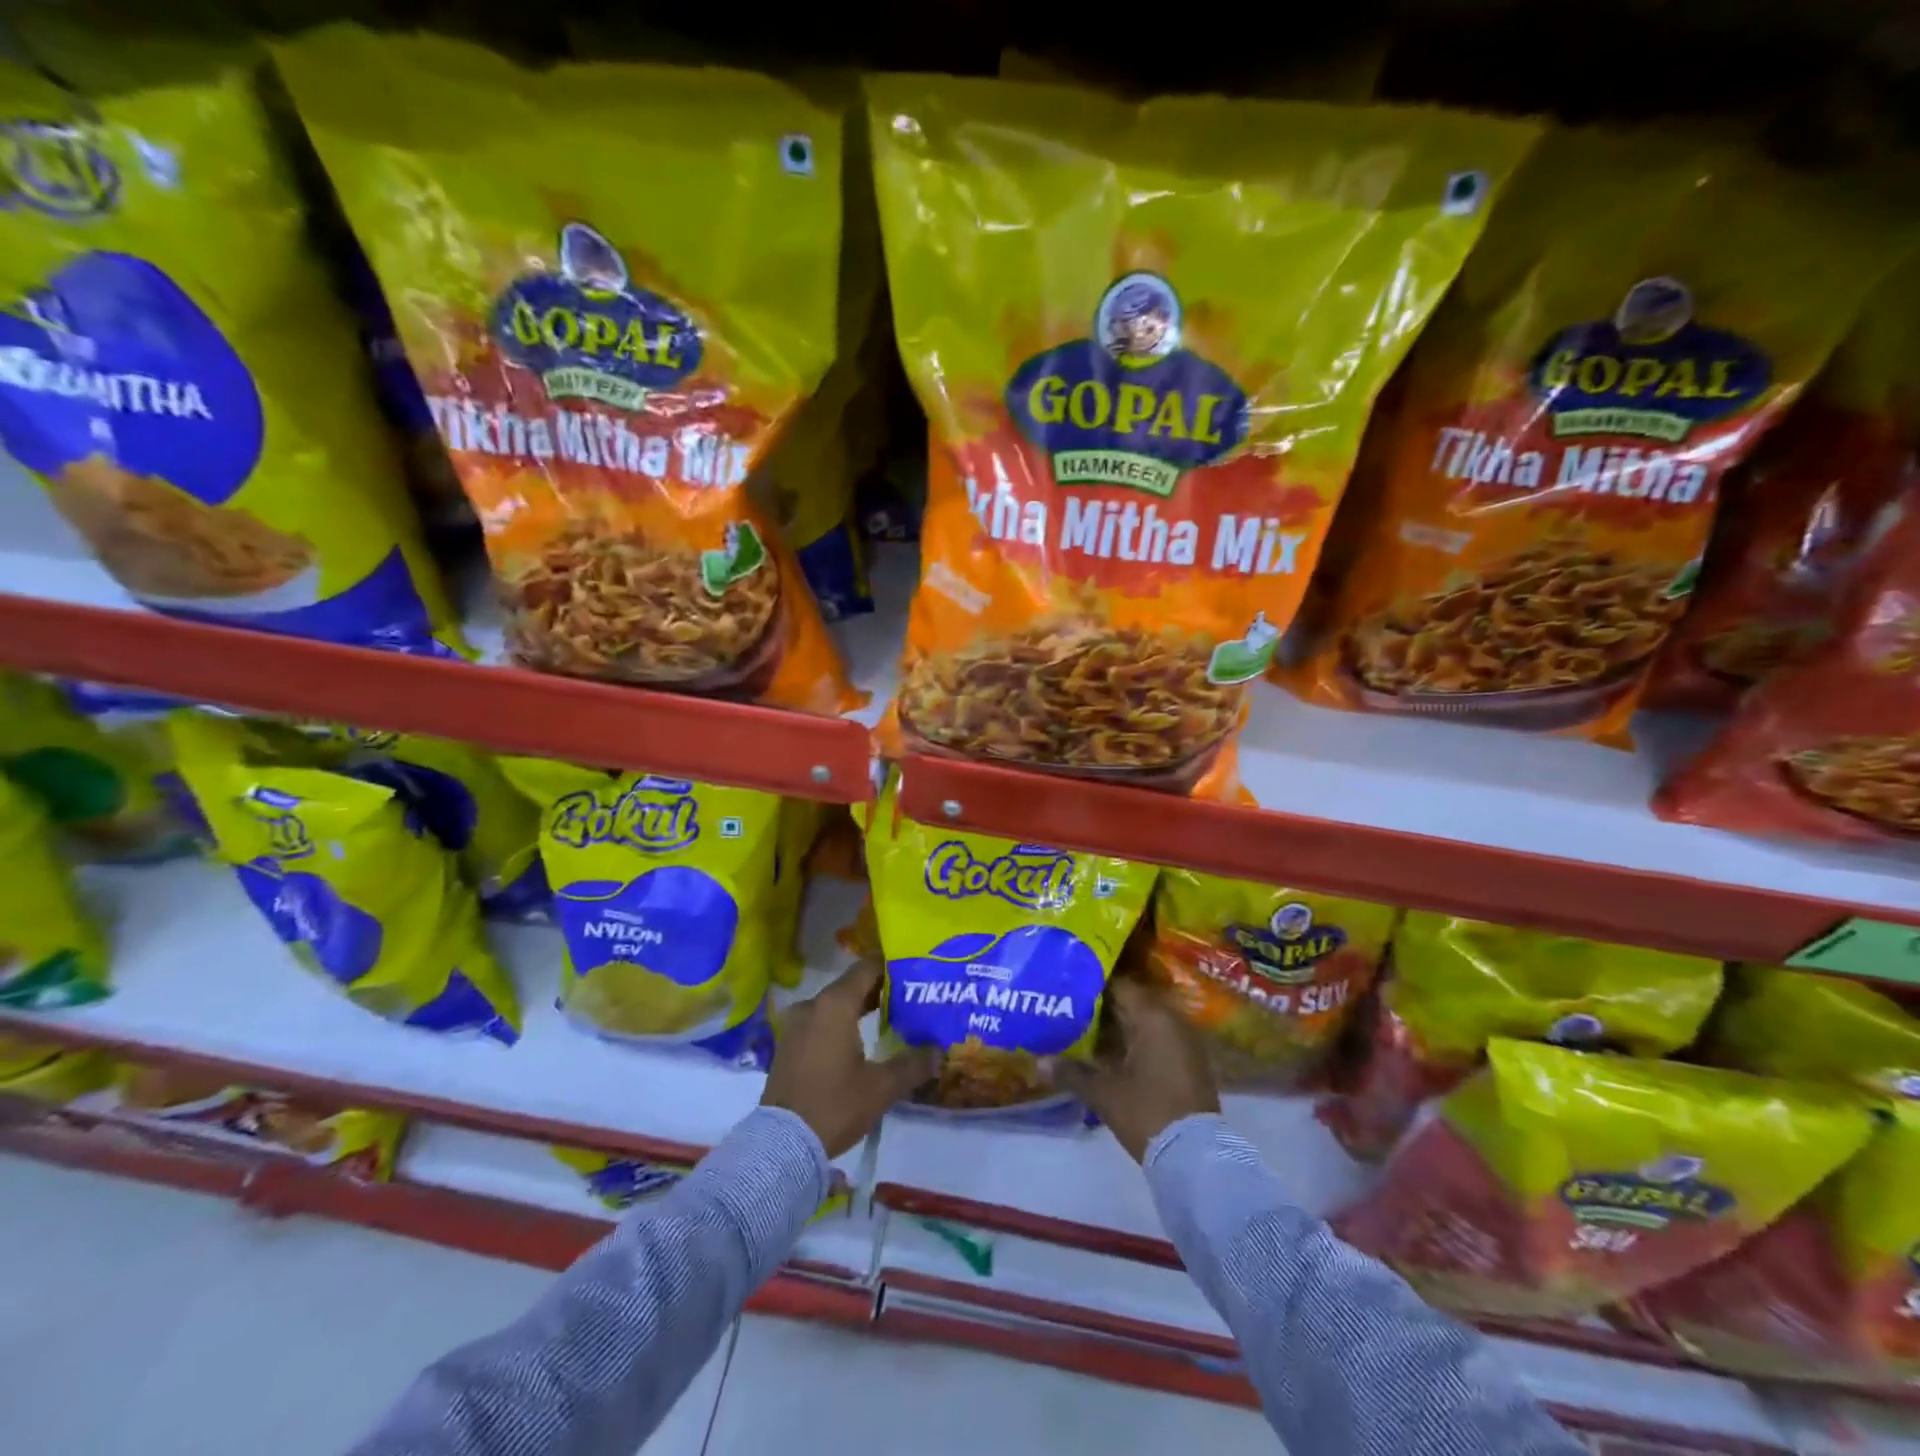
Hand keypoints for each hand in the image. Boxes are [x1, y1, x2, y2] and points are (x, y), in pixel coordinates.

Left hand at [762, 958, 939, 1157]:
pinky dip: (840, 1023)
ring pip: (835, 1005)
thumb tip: (939, 1052)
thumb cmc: (834, 1106)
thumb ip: (912, 1064)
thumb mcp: (881, 1088)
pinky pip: (820, 1021)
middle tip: (910, 997)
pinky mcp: (788, 1045)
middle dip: (880, 989)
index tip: (915, 971)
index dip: (892, 966)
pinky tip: (860, 1041)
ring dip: (859, 1008)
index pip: (868, 967)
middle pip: (851, 985)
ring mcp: (796, 1025)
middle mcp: (812, 1005)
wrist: (780, 1146)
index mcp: (835, 1004)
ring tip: (890, 1018)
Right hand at [1052, 978, 1219, 1162]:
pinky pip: (1157, 1040)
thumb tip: (1038, 1062)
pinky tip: (1112, 1055)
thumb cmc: (1147, 1112)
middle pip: (1132, 1002)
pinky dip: (1136, 1043)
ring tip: (1085, 1031)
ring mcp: (1185, 1042)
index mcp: (1153, 1016)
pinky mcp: (1190, 1063)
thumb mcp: (1103, 1093)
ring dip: (1119, 1027)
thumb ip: (1070, 1073)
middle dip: (1102, 1007)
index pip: (1119, 985)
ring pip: (1145, 1022)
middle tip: (1071, 1010)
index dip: (1092, 985)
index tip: (1069, 989)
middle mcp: (1172, 1020)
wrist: (1195, 1157)